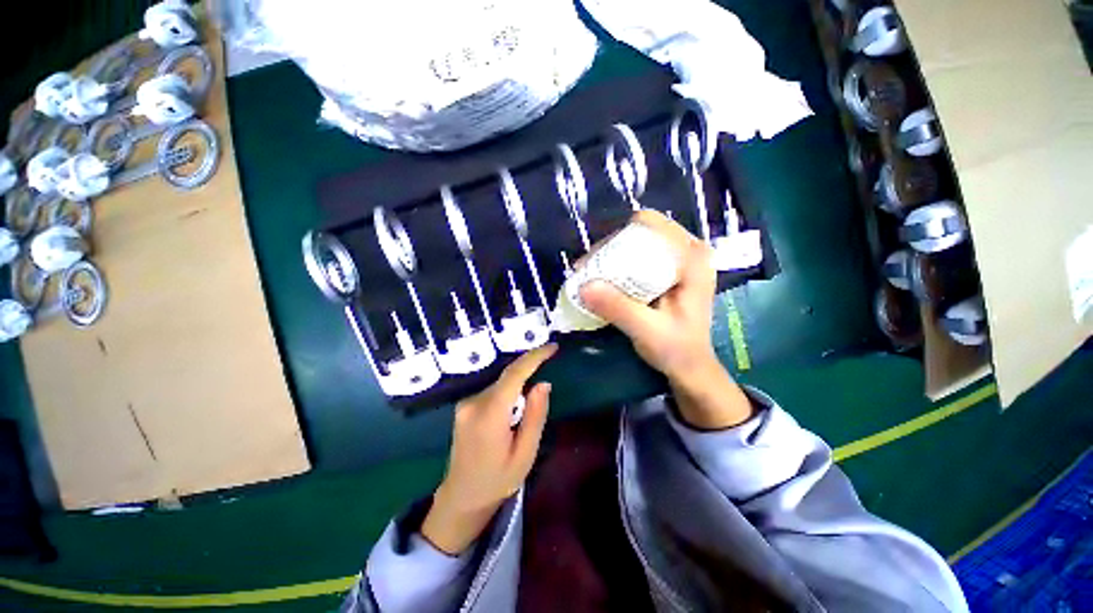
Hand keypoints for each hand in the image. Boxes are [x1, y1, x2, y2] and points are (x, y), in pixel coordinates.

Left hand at [421, 344, 556, 554]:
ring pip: (500, 383)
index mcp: (490, 415)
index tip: (552, 347)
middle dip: (529, 368)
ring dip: (519, 382)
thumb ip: (535, 416)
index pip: (514, 375)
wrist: (461, 497)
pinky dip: (508, 390)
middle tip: (550, 361)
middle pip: (507, 377)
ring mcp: (466, 404)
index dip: (534, 357)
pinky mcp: (464, 406)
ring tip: (534, 390)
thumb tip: (543, 384)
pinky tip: (516, 405)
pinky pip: (493, 390)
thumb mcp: (525, 454)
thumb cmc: (498, 481)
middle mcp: (474, 402)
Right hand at [579, 210, 751, 429]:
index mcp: (692, 258)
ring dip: (610, 258)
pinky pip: (638, 257)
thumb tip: (583, 286)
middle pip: (640, 232)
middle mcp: (687, 251)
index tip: (596, 259)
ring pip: (636, 244)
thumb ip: (617, 308)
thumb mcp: (646, 330)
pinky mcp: (668, 271)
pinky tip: (603, 282)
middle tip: (586, 270)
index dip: (618, 236)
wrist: (691, 366)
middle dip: (609, 248)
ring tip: (589, 276)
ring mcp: (678, 260)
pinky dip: (617, 267)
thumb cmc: (677, 349)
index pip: (651, 224)